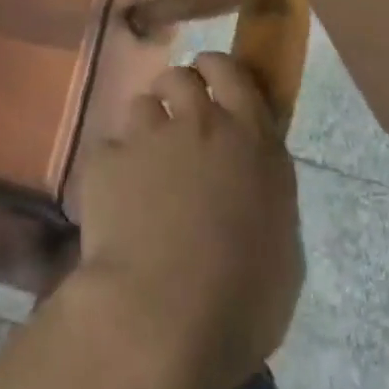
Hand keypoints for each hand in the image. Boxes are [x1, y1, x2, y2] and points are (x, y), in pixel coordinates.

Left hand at [70, 54, 303, 388]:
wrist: (162, 318)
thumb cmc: (241, 301)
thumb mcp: (282, 247)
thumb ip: (265, 195)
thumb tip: (248, 183)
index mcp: (252, 140)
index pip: (232, 72)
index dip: (217, 70)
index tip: (210, 79)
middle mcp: (201, 123)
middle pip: (181, 77)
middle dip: (176, 92)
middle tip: (176, 124)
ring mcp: (149, 135)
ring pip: (141, 104)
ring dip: (145, 128)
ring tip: (143, 167)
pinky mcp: (106, 158)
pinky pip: (109, 148)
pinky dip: (113, 168)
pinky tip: (115, 202)